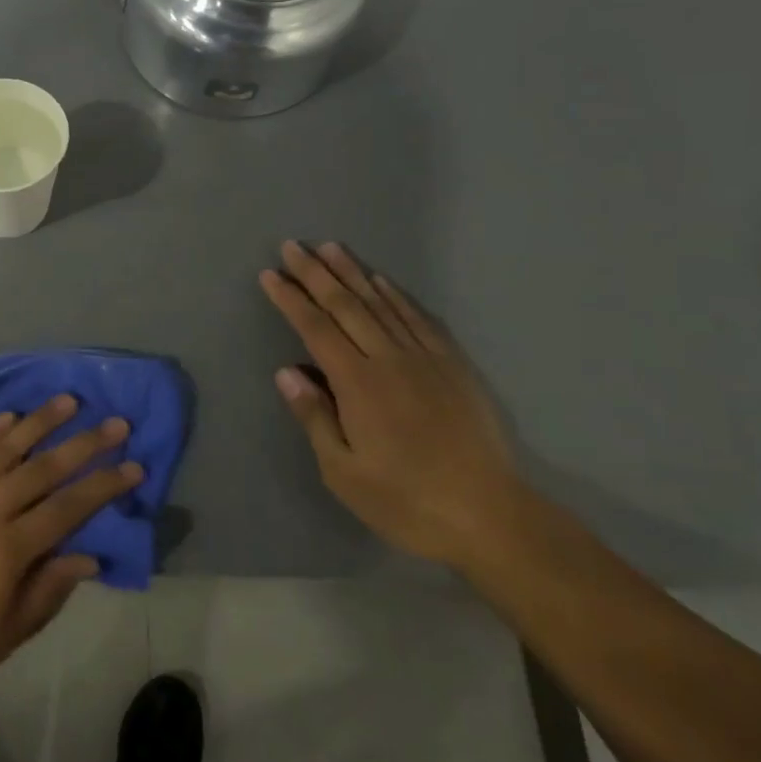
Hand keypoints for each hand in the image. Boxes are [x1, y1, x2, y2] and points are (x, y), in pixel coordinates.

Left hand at [0, 397, 142, 714]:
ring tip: (67, 401)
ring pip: (1, 449)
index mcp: (6, 551)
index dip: (104, 485)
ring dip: (38, 423)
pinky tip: (7, 416)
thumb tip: (87, 556)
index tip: (133, 464)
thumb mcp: (0, 638)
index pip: (68, 508)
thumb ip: (45, 593)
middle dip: (83, 444)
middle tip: (113, 421)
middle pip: (41, 469)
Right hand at [260, 241, 522, 566]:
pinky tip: (383, 282)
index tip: (270, 274)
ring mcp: (425, 359)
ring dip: (353, 273)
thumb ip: (314, 416)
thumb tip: (286, 371)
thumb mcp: (343, 471)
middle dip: (316, 273)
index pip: (316, 329)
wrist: (490, 516)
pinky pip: (419, 319)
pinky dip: (397, 295)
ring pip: (382, 304)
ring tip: (331, 248)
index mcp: (358, 384)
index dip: (291, 299)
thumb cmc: (405, 501)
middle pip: (346, 306)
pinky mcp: (453, 367)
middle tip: (293, 246)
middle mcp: (390, 359)